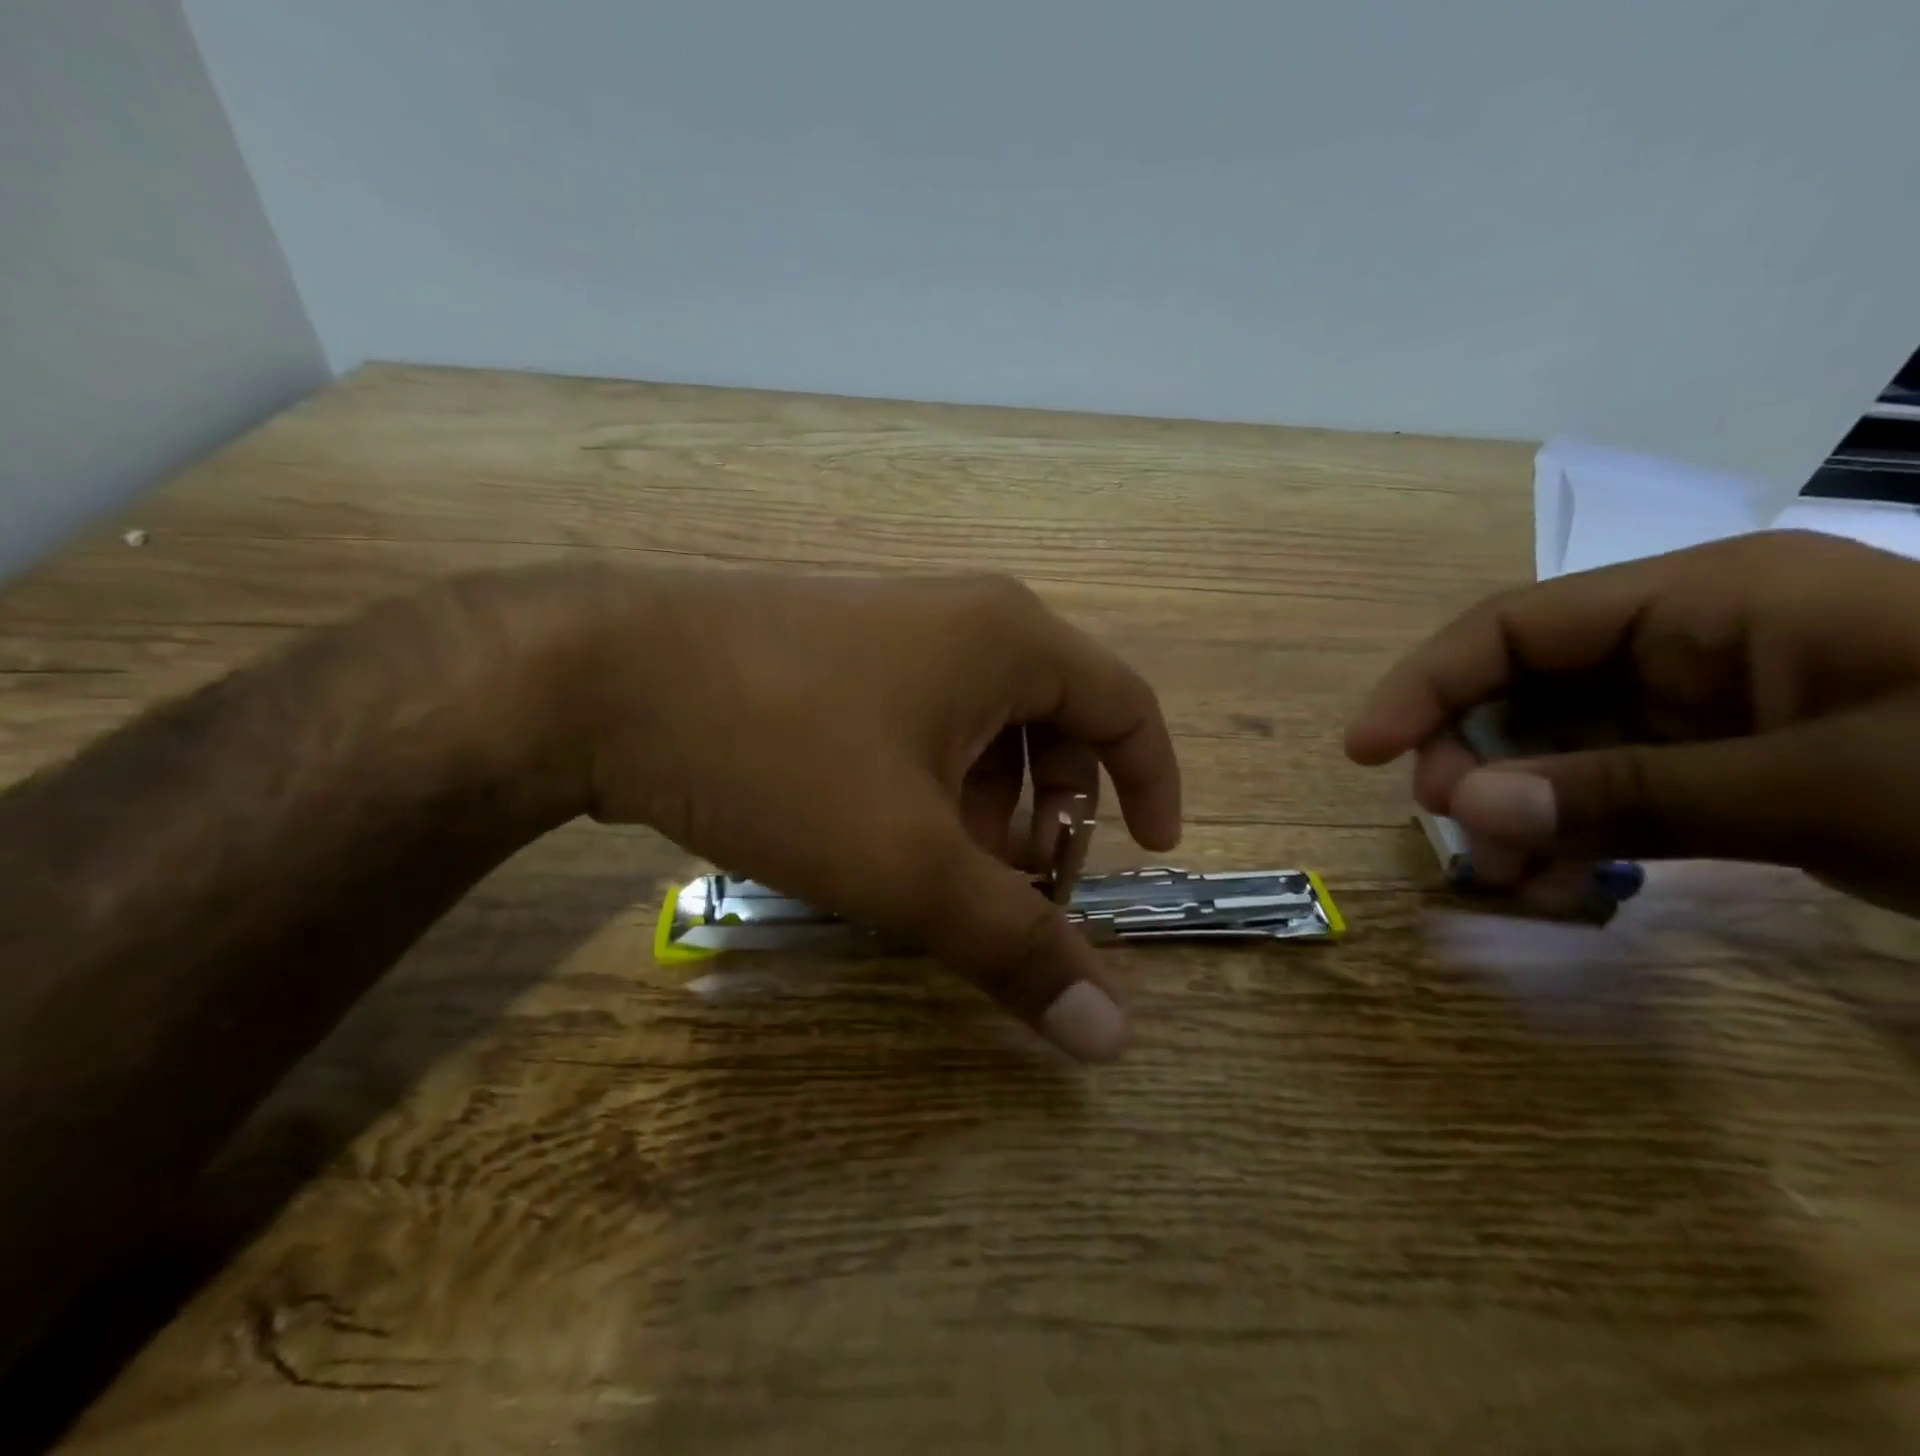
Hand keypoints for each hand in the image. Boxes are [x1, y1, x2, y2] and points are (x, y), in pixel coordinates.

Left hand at [565, 568, 1182, 1059]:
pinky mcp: (832, 650)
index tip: (1148, 851)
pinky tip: (871, 831)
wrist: (600, 675)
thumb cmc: (781, 751)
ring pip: (977, 725)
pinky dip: (924, 781)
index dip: (1152, 781)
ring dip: (981, 804)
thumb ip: (1014, 945)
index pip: (1126, 706)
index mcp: (1010, 640)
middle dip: (1049, 811)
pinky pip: (916, 717)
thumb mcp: (908, 863)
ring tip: (933, 871)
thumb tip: (1113, 1035)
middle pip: (1052, 720)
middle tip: (1013, 885)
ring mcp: (891, 626)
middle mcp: (963, 617)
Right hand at [1343, 531, 1919, 914]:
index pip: (1515, 627)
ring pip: (1555, 746)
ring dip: (1514, 809)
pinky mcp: (1726, 765)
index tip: (1362, 752)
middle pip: (1521, 688)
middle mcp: (1686, 641)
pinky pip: (1606, 789)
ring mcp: (1704, 706)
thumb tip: (1471, 811)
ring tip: (1506, 882)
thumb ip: (1633, 793)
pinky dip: (1567, 834)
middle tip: (1457, 835)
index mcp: (1705, 601)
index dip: (1425, 683)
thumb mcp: (1835, 787)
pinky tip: (1555, 884)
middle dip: (1472, 759)